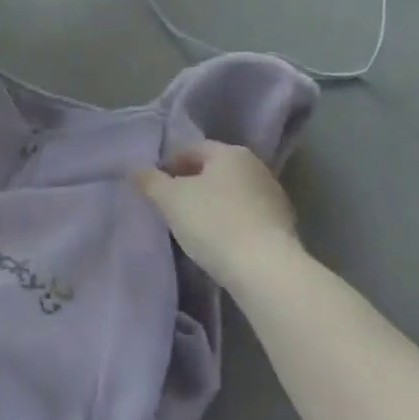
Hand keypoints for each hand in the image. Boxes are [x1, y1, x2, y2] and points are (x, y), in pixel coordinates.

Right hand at [132, 141, 301, 286]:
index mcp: (230, 152)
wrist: (266, 270)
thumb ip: (150, 181)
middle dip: (190, 184)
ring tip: (191, 227)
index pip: (192, 149)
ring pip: (231, 194)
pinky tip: (218, 242)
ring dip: (211, 204)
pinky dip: (229, 223)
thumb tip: (136, 170)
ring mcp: (273, 196)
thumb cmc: (213, 223)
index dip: (168, 165)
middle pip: (213, 170)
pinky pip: (246, 216)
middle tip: (169, 206)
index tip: (154, 187)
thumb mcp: (171, 200)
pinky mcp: (282, 226)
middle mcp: (256, 167)